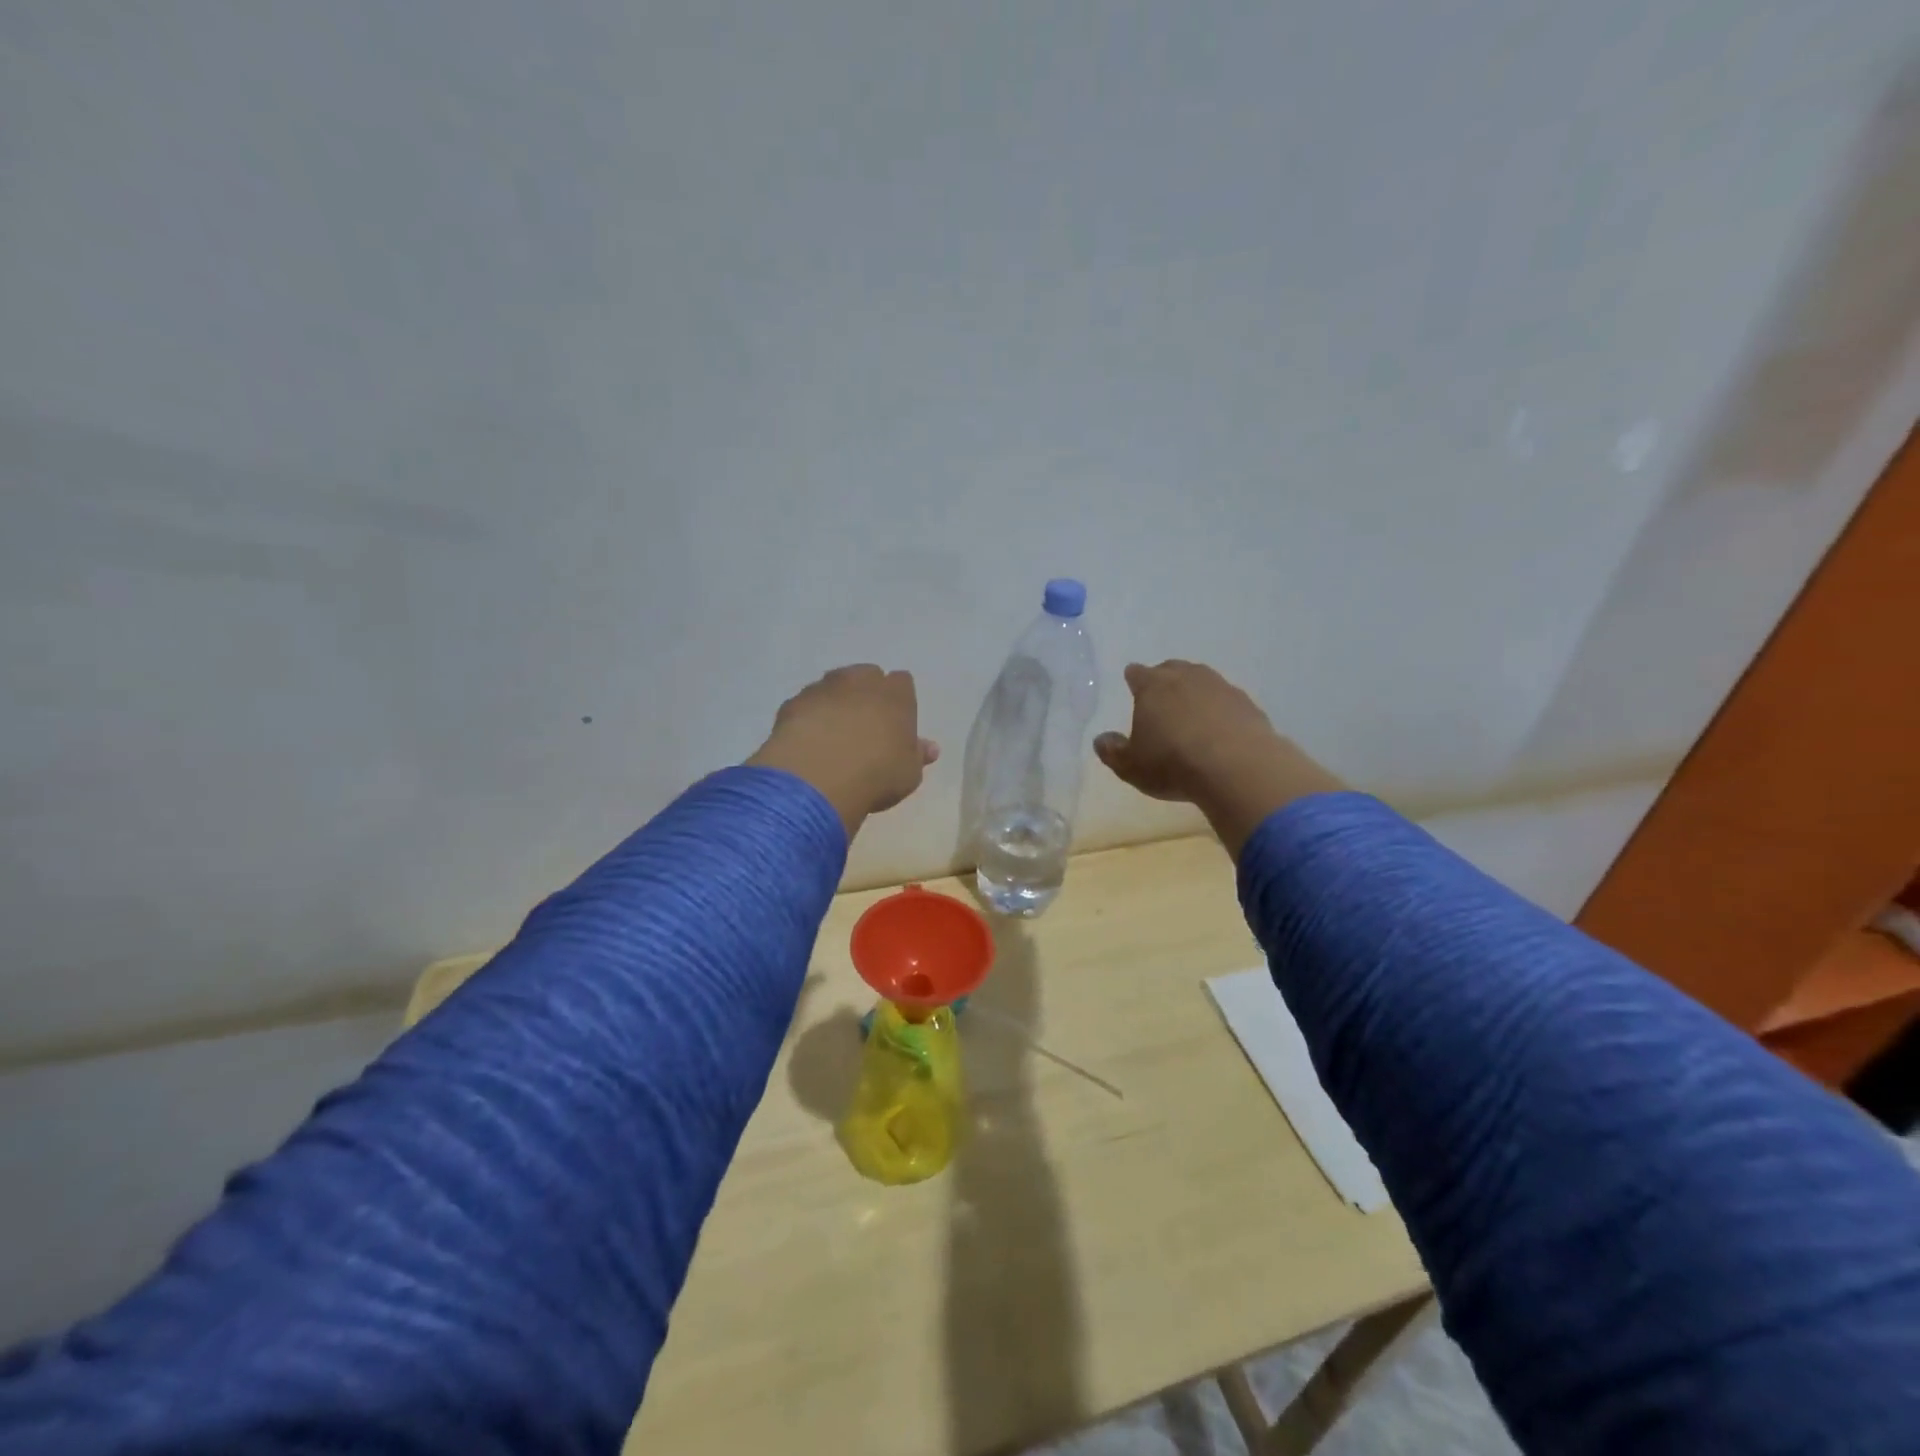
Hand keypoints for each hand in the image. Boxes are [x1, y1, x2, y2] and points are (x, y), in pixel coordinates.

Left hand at [747, 665, 937, 838]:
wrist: (817, 779)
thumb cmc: (876, 775)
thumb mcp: (909, 774)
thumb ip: (918, 755)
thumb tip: (929, 747)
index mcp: (895, 694)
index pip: (903, 682)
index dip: (900, 701)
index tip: (896, 723)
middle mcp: (860, 681)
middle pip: (867, 676)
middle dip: (867, 693)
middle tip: (866, 725)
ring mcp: (823, 688)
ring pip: (834, 686)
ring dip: (836, 701)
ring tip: (834, 733)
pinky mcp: (793, 703)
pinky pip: (807, 704)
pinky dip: (809, 716)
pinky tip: (809, 741)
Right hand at [1095, 660, 1341, 854]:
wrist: (1238, 768)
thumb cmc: (1172, 763)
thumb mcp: (1130, 766)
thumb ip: (1112, 751)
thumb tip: (1101, 740)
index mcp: (1153, 686)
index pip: (1137, 673)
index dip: (1134, 679)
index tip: (1132, 684)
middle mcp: (1187, 678)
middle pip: (1173, 669)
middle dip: (1165, 680)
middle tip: (1161, 698)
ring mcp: (1222, 688)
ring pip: (1203, 681)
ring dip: (1196, 693)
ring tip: (1192, 714)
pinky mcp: (1249, 705)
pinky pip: (1228, 702)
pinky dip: (1221, 711)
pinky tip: (1221, 731)